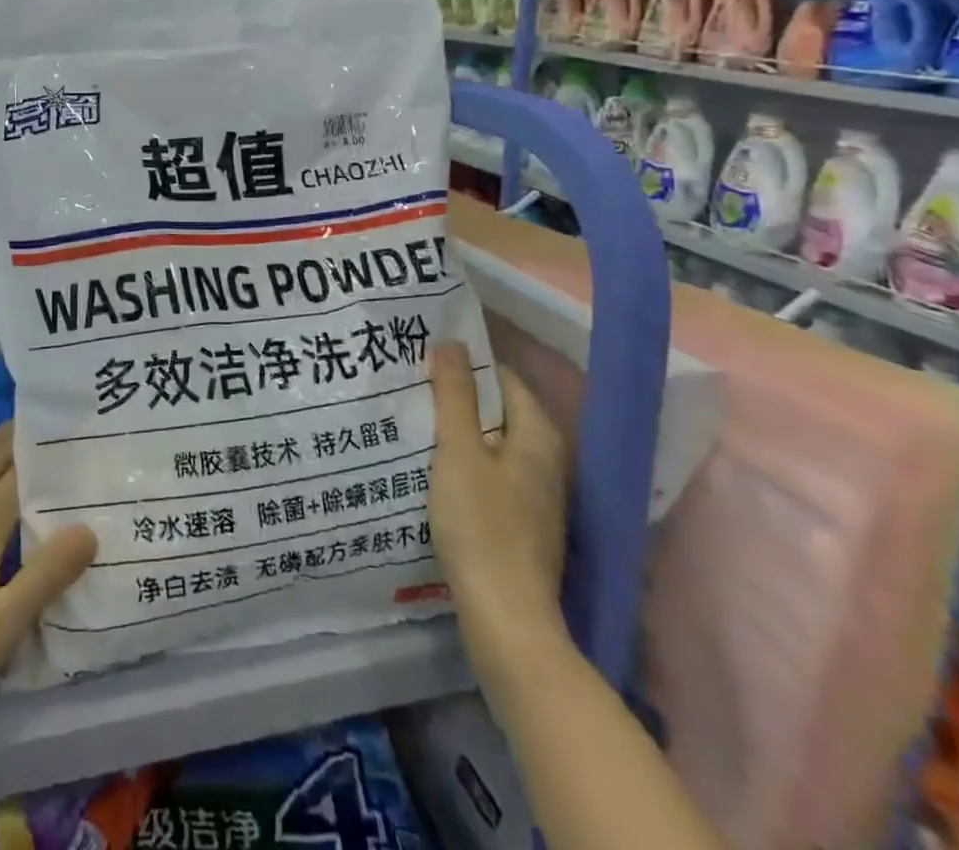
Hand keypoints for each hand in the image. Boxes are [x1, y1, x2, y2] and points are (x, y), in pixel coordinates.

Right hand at [424, 341, 568, 657]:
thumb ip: (455, 395)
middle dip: (457, 398)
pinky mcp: (523, 523)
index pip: (502, 378)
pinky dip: (464, 464)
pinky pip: (491, 474)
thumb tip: (452, 341)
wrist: (506, 618)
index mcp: (539, 436)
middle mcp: (548, 460)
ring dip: (458, 432)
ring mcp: (538, 495)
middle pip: (499, 411)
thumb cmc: (481, 524)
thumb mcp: (459, 451)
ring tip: (413, 423)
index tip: (423, 359)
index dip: (464, 365)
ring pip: (493, 445)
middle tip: (410, 388)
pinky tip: (432, 469)